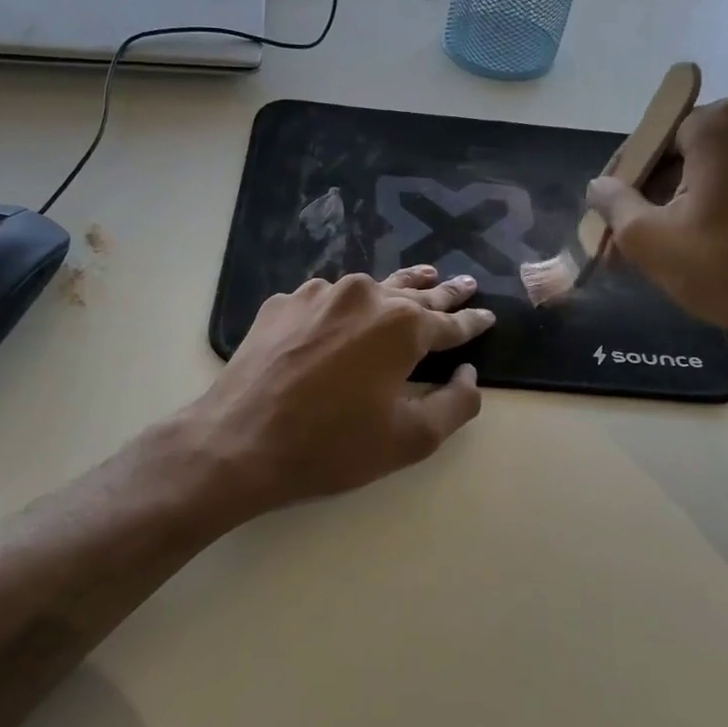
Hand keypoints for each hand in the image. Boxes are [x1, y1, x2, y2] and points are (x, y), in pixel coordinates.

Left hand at [183, 265, 495, 514]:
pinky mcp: (281, 305)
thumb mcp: (411, 439)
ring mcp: (316, 295)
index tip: (488, 315)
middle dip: (443, 292)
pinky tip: (342, 318)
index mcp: (401, 325)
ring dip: (394, 289)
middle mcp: (362, 295)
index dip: (473, 322)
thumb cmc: (332, 445)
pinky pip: (323, 302)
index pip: (450, 322)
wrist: (239, 442)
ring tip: (418, 280)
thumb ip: (457, 404)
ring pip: (367, 289)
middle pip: (413, 293)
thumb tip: (469, 374)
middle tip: (464, 283)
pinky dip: (341, 309)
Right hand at [586, 98, 727, 368]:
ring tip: (679, 246)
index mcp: (722, 124)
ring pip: (727, 171)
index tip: (612, 217)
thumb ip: (614, 204)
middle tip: (637, 239)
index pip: (654, 141)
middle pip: (691, 154)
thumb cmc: (724, 268)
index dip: (626, 181)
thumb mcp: (648, 240)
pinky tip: (726, 246)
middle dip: (659, 194)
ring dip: (696, 201)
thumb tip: (598, 186)